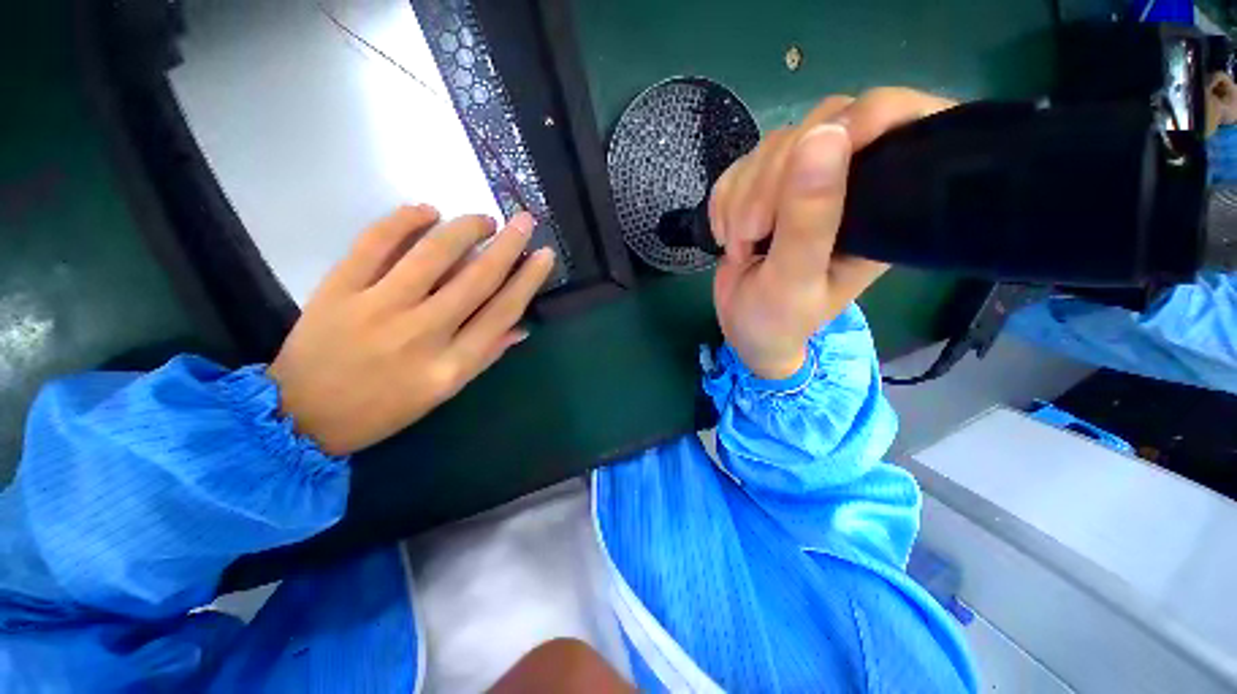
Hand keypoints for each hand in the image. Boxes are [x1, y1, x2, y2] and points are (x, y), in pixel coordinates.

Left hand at [269, 206, 555, 455]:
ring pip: (432, 255)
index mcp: (451, 365)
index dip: (528, 280)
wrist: (301, 416)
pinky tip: (426, 210)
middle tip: (524, 221)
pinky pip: (374, 243)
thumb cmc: (383, 409)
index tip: (544, 255)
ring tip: (483, 219)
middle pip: (476, 279)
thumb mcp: (444, 393)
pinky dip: (403, 220)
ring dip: (464, 229)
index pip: (502, 312)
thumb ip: (485, 356)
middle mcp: (422, 334)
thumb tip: (520, 326)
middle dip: (507, 246)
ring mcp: (378, 308)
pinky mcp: (338, 290)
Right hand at [709, 88, 955, 378]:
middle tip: (752, 235)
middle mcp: (847, 184)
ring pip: (771, 147)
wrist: (744, 330)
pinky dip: (724, 202)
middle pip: (818, 128)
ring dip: (740, 199)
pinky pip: (739, 168)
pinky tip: (728, 236)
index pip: (894, 121)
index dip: (857, 121)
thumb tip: (824, 134)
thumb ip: (809, 219)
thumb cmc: (779, 319)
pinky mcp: (764, 189)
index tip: (811, 156)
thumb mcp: (794, 279)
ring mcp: (802, 183)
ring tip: (740, 246)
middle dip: (769, 183)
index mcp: (881, 205)